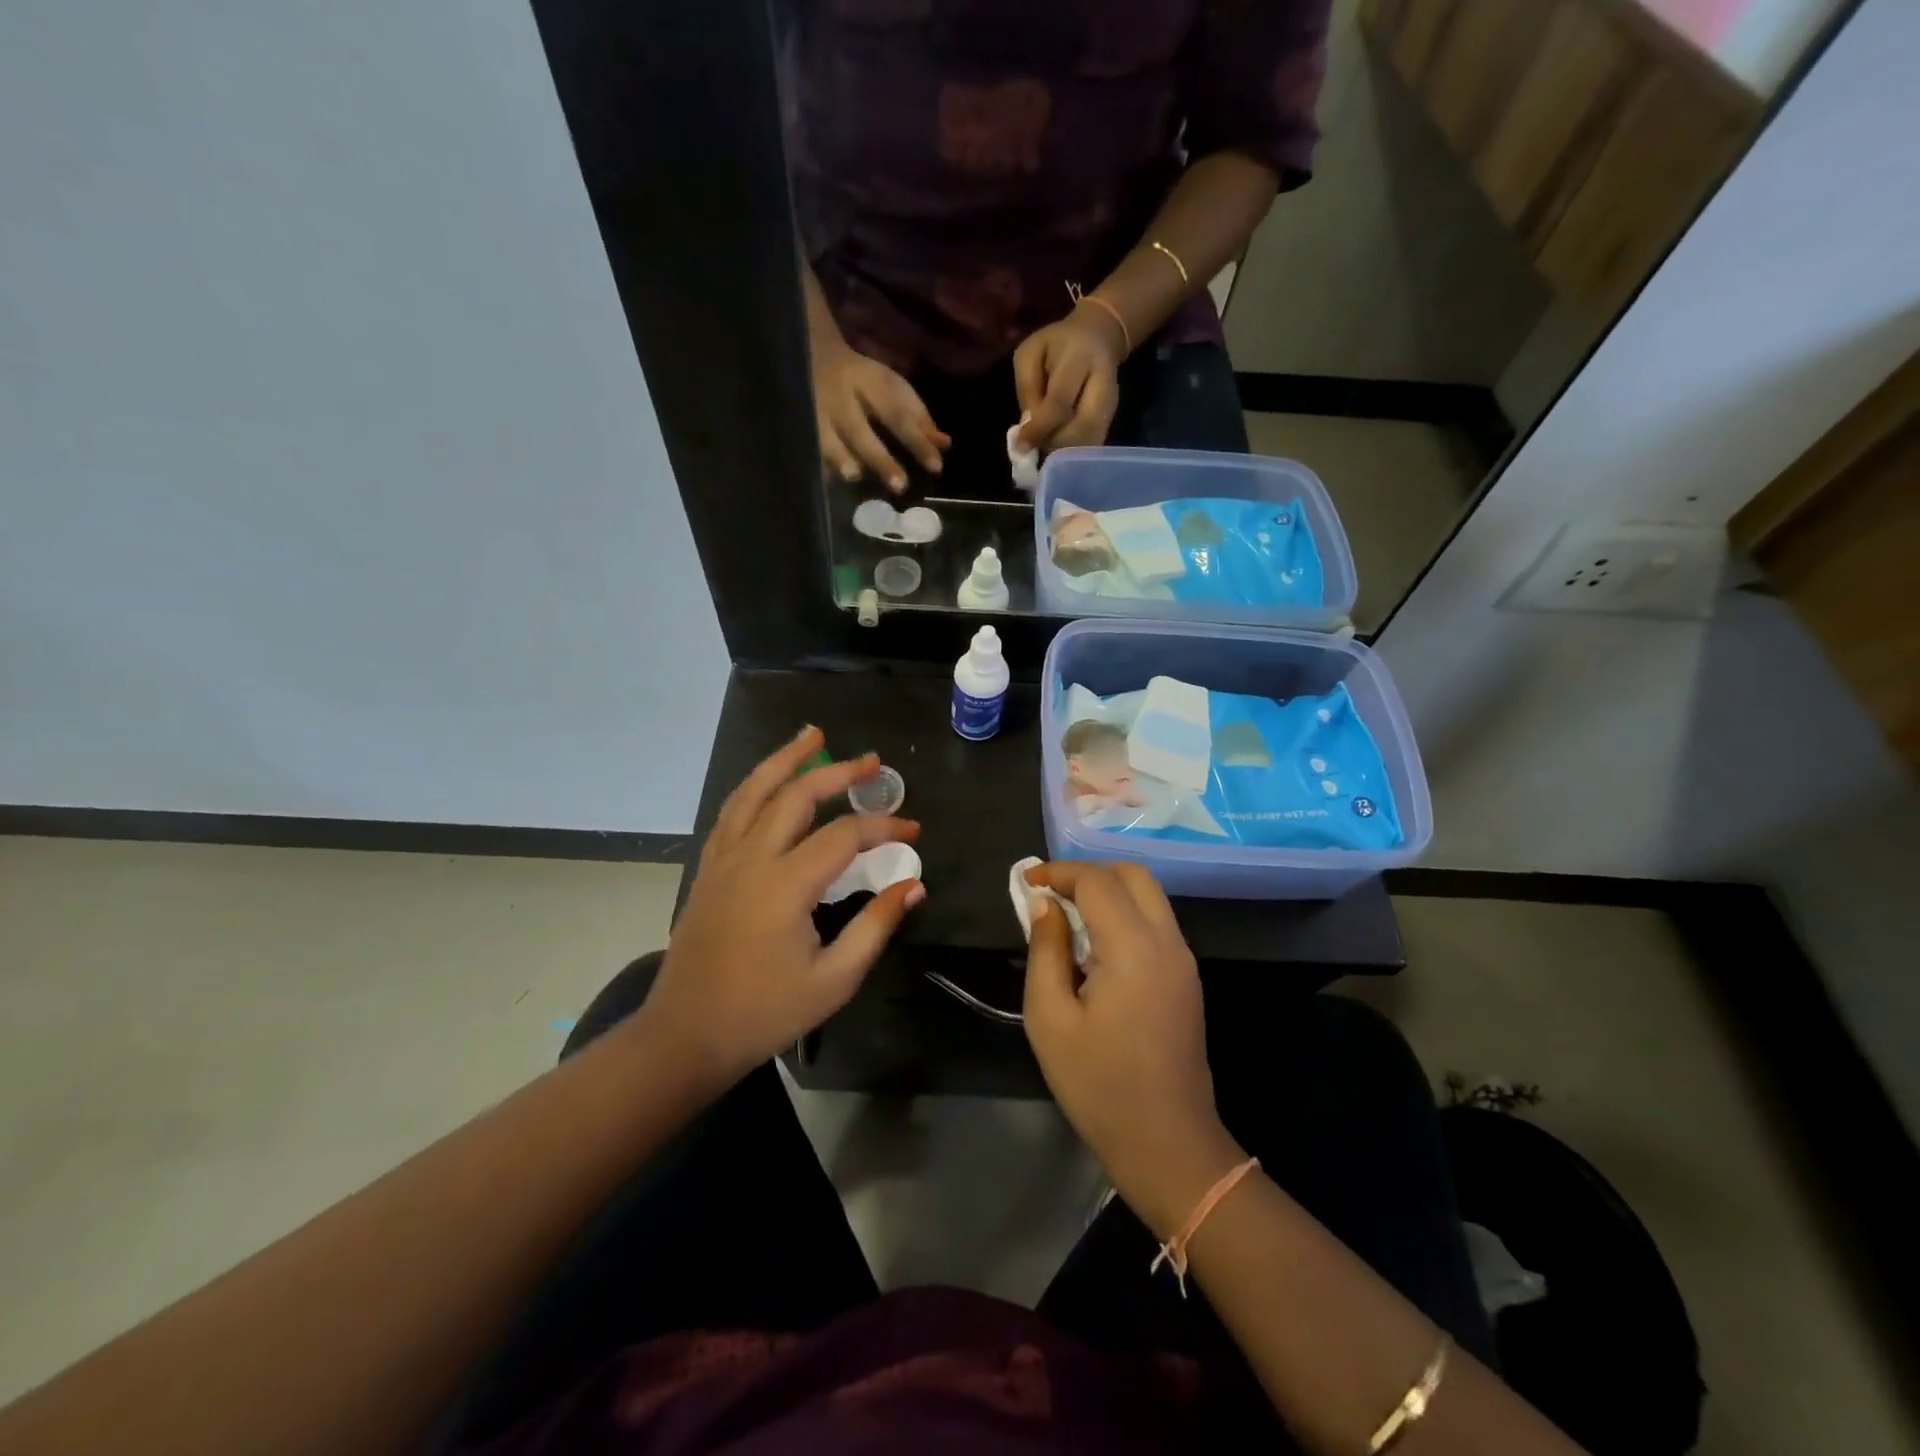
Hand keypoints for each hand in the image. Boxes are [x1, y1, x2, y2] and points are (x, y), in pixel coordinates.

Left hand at [641, 727, 923, 1088]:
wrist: (686, 1035)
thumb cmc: (764, 1013)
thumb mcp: (834, 980)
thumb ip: (876, 926)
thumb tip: (912, 885)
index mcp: (785, 885)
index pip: (844, 835)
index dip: (883, 827)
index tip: (913, 831)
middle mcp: (751, 858)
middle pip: (797, 796)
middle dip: (838, 773)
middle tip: (872, 761)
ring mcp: (723, 860)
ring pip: (754, 791)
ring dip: (785, 760)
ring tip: (812, 735)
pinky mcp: (708, 869)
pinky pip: (732, 812)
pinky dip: (755, 786)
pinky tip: (770, 781)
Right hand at [812, 342, 948, 491]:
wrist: (810, 352)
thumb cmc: (861, 379)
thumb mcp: (891, 387)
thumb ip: (917, 417)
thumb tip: (944, 446)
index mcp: (869, 382)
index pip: (897, 414)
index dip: (916, 441)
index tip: (936, 467)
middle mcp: (840, 396)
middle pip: (860, 431)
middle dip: (880, 459)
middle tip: (900, 486)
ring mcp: (812, 410)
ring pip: (825, 438)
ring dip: (840, 458)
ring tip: (854, 476)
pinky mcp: (796, 423)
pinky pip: (807, 447)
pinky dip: (819, 464)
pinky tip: (829, 479)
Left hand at [1013, 300, 1126, 454]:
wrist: (1098, 336)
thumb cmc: (1056, 345)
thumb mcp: (1030, 354)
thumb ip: (1027, 388)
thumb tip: (1028, 428)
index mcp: (1079, 358)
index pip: (1059, 402)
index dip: (1039, 428)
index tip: (1021, 446)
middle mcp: (1103, 382)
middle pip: (1083, 428)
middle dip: (1055, 444)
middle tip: (1036, 447)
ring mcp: (1112, 403)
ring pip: (1091, 440)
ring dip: (1065, 452)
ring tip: (1046, 446)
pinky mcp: (1113, 417)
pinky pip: (1093, 443)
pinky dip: (1074, 453)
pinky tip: (1059, 448)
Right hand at [1022, 862, 1242, 1236]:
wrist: (1167, 1144)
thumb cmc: (1099, 1085)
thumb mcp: (1050, 1018)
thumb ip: (1046, 950)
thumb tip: (1045, 905)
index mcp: (1133, 948)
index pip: (1097, 882)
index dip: (1059, 872)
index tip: (1027, 882)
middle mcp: (1167, 942)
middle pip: (1133, 875)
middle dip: (1089, 874)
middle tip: (1051, 895)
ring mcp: (1183, 960)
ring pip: (1149, 896)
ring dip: (1109, 892)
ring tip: (1068, 918)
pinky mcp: (1187, 978)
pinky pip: (1157, 923)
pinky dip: (1125, 914)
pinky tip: (1096, 946)